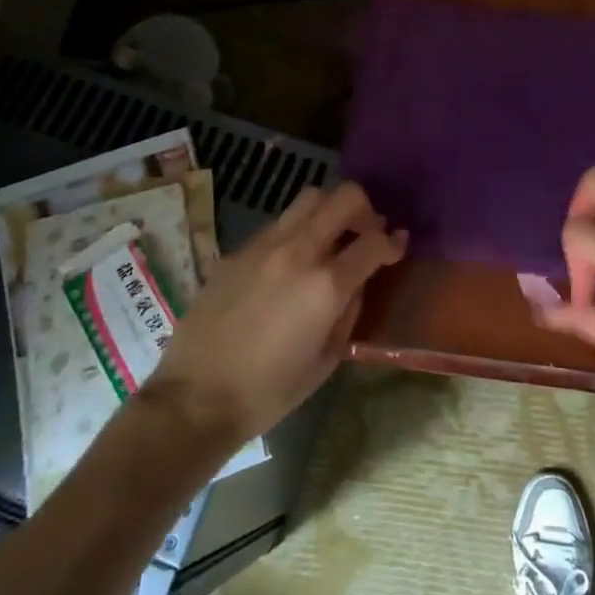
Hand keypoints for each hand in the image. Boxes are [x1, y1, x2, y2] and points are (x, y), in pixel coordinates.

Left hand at [147, 181, 406, 441]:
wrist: (197, 397)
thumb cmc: (270, 390)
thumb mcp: (326, 359)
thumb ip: (349, 312)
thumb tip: (357, 283)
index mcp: (326, 285)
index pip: (374, 242)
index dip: (393, 242)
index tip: (398, 246)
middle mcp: (298, 251)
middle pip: (344, 197)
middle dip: (365, 210)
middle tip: (366, 233)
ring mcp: (264, 245)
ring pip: (309, 199)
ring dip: (329, 211)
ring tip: (330, 238)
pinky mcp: (238, 250)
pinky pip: (278, 224)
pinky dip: (297, 231)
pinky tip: (291, 262)